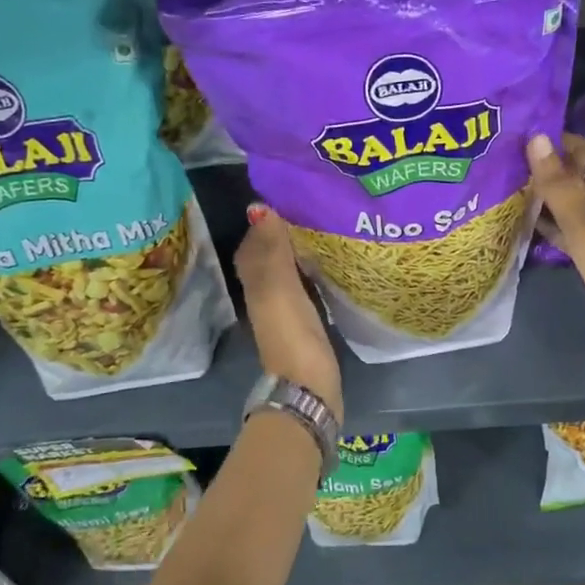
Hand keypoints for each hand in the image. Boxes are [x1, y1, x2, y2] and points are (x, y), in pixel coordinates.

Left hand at [235, 204, 342, 421]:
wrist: (308, 386)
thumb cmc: (291, 333)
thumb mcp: (279, 287)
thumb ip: (272, 250)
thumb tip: (259, 207)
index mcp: (254, 283)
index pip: (253, 243)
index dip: (265, 222)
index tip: (290, 198)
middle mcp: (265, 294)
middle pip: (269, 256)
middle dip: (284, 233)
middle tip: (312, 209)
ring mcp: (285, 310)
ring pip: (287, 271)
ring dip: (300, 251)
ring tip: (324, 229)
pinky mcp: (306, 322)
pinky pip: (305, 286)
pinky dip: (312, 271)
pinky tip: (330, 263)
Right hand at [527, 133, 584, 372]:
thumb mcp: (582, 221)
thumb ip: (557, 183)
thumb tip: (536, 137)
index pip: (581, 147)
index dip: (553, 138)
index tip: (515, 133)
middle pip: (573, 173)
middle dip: (543, 166)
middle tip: (501, 159)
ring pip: (568, 201)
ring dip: (543, 195)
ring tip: (504, 185)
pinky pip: (568, 228)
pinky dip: (549, 222)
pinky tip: (523, 221)